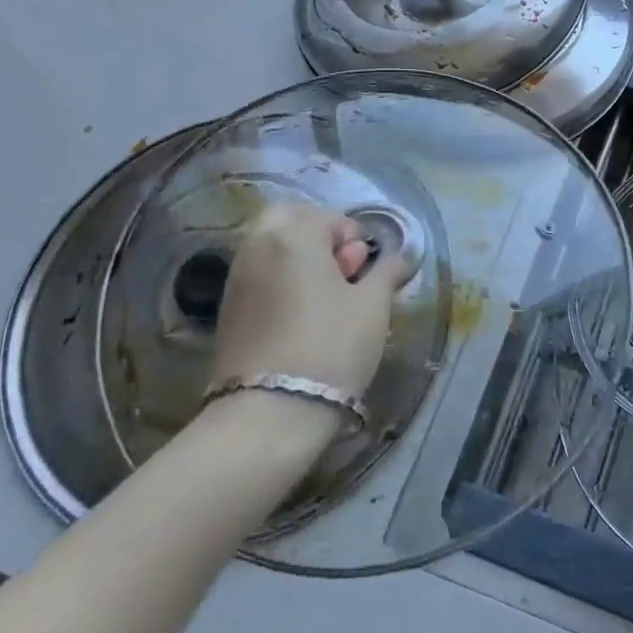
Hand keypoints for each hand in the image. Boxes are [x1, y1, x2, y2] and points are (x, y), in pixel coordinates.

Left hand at [210, 204, 407, 397]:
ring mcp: (236, 279)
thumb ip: (388, 271)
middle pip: (287, 218)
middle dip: (316, 232)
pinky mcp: (227, 310)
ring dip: (297, 255)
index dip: (355, 237)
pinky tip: (301, 313)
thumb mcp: (373, 306)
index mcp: (293, 237)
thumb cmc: (331, 348)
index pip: (330, 218)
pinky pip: (258, 274)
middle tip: (341, 265)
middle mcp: (257, 248)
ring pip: (269, 246)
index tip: (367, 267)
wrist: (269, 415)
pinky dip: (279, 278)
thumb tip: (405, 254)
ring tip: (324, 294)